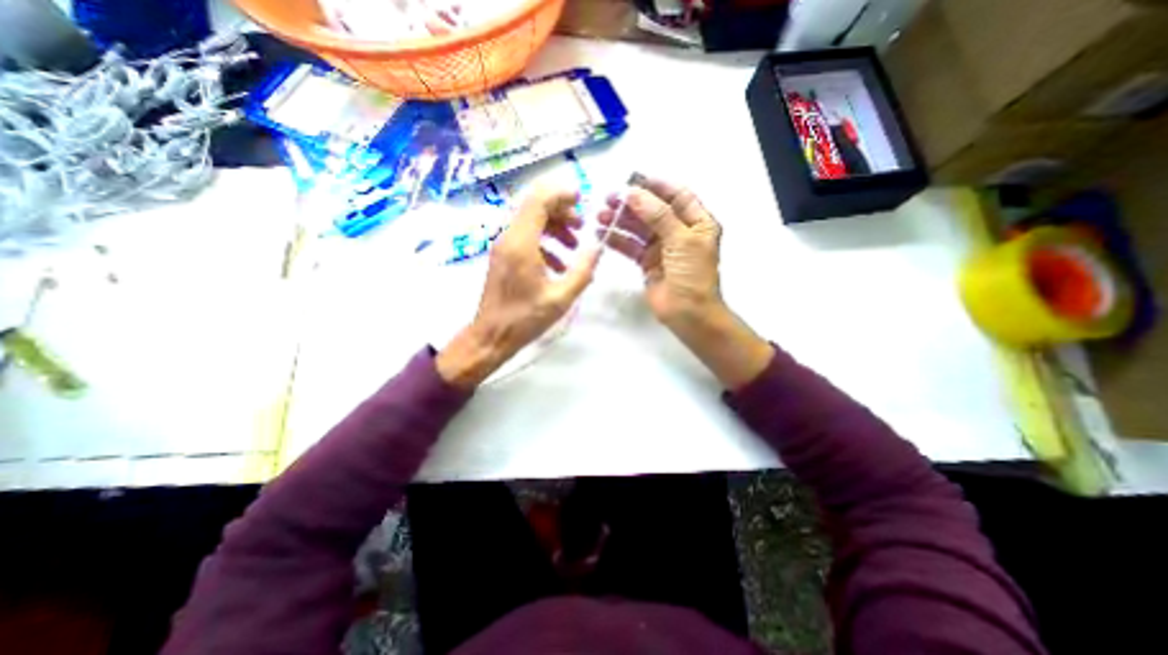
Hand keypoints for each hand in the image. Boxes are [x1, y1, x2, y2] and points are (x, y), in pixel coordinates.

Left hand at [438, 187, 600, 385]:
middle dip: (561, 211)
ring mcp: (503, 247)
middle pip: (534, 206)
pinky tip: (559, 264)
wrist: (491, 336)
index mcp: (521, 244)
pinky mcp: (503, 257)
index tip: (583, 200)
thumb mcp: (561, 298)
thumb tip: (598, 247)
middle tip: (581, 228)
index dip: (562, 194)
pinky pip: (525, 237)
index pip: (539, 200)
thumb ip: (583, 271)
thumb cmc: (525, 319)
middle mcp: (509, 238)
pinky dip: (545, 242)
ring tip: (574, 247)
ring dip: (555, 227)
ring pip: (530, 221)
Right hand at [596, 175, 773, 388]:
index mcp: (696, 221)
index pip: (676, 195)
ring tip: (600, 216)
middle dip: (631, 203)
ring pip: (638, 227)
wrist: (688, 314)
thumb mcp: (681, 240)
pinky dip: (617, 240)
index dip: (656, 185)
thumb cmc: (692, 275)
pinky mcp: (647, 262)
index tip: (632, 179)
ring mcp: (661, 247)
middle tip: (608, 199)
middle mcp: (678, 231)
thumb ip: (658, 215)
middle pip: (653, 210)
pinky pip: (631, 246)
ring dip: (620, 221)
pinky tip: (602, 234)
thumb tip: (633, 193)